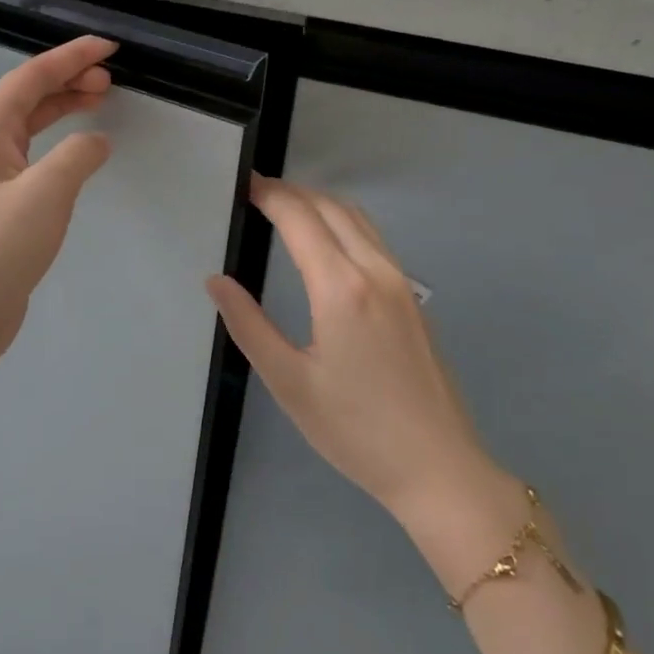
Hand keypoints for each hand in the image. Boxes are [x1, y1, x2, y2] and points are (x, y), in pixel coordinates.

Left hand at [0, 36, 117, 384]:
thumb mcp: (44, 194)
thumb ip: (76, 157)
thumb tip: (96, 141)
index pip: (29, 78)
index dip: (69, 58)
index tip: (107, 48)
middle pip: (28, 97)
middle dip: (68, 79)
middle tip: (109, 77)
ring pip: (31, 127)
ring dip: (64, 108)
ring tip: (99, 99)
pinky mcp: (2, 207)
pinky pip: (36, 158)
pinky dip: (61, 145)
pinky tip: (81, 154)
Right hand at [206, 178, 520, 538]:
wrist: (438, 468)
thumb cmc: (355, 430)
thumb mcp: (288, 382)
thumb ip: (248, 325)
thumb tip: (216, 281)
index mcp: (341, 288)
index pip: (299, 217)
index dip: (269, 195)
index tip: (242, 185)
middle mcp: (376, 271)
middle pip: (331, 207)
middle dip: (291, 192)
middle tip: (255, 193)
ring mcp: (401, 282)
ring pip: (358, 218)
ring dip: (319, 203)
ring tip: (285, 209)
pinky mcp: (413, 298)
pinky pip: (374, 239)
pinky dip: (343, 222)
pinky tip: (326, 243)